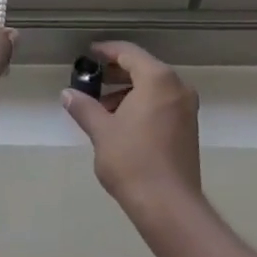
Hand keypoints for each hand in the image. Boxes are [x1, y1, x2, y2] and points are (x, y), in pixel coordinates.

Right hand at [60, 41, 201, 221]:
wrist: (168, 205)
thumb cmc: (132, 161)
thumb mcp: (101, 131)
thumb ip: (84, 107)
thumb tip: (68, 94)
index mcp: (158, 79)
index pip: (129, 53)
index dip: (106, 51)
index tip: (88, 54)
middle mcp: (177, 87)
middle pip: (143, 68)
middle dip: (116, 73)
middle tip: (91, 80)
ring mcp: (186, 108)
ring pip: (153, 87)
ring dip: (128, 91)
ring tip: (101, 107)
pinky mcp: (188, 127)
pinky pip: (162, 103)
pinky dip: (142, 104)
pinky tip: (121, 122)